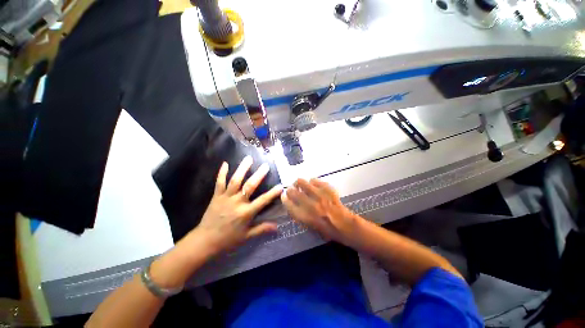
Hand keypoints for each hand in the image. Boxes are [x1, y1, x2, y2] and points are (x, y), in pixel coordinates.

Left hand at [194, 156, 282, 254]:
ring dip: (242, 169)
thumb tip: (277, 227)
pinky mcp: (216, 196)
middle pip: (249, 186)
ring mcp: (226, 197)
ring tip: (248, 159)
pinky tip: (225, 163)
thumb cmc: (228, 239)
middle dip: (259, 175)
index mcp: (246, 212)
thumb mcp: (247, 236)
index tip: (280, 186)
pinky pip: (219, 182)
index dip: (272, 193)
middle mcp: (237, 202)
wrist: (205, 241)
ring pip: (235, 180)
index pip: (263, 200)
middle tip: (265, 165)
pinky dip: (222, 173)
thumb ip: (262, 229)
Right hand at [281, 178, 359, 245]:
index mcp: (305, 216)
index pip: (288, 204)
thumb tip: (291, 204)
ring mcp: (319, 195)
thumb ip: (298, 215)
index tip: (284, 196)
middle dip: (290, 189)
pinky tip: (313, 185)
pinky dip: (312, 182)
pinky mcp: (327, 189)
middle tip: (292, 189)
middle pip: (293, 192)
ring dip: (299, 183)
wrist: (344, 224)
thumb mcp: (309, 227)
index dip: (284, 199)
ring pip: (302, 182)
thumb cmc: (326, 229)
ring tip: (301, 185)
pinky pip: (315, 180)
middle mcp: (310, 204)